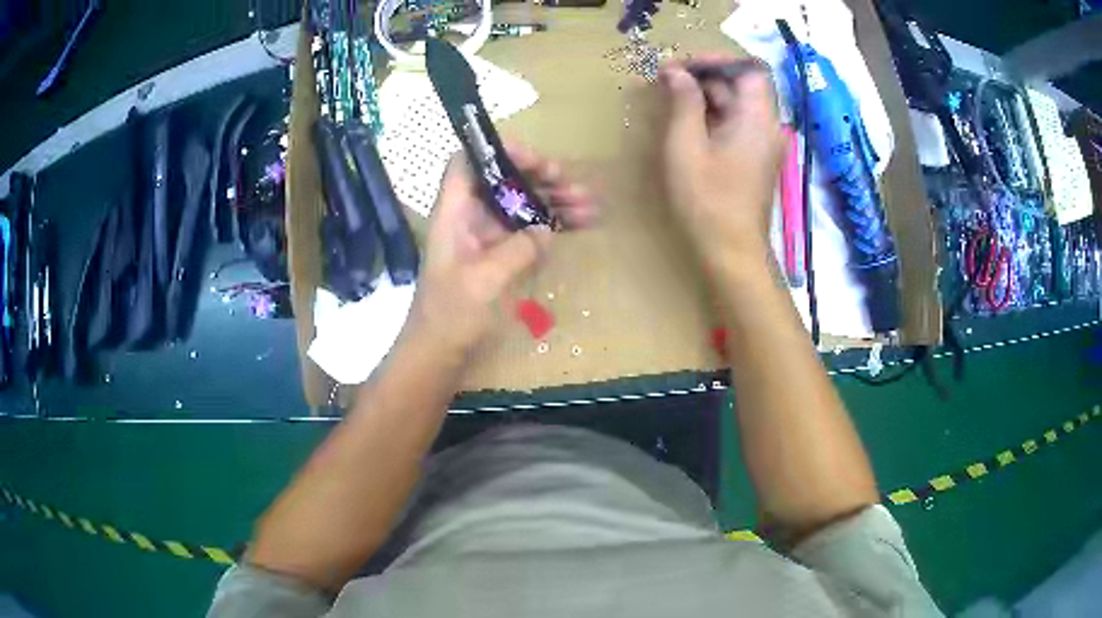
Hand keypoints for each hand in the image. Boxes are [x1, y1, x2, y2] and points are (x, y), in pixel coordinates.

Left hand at [406, 144, 595, 357]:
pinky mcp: (501, 256)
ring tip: (591, 206)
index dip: (496, 151)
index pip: (468, 163)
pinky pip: (530, 230)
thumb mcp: (483, 280)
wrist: (440, 352)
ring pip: (523, 204)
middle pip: (504, 180)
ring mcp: (488, 236)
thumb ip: (517, 249)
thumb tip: (546, 229)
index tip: (532, 159)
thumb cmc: (451, 315)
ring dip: (555, 201)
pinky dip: (554, 224)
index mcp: (455, 213)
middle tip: (570, 185)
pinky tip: (581, 223)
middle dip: (539, 177)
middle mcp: (471, 217)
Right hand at [659, 57, 784, 273]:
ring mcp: (764, 143)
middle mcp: (768, 126)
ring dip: (706, 95)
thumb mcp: (686, 146)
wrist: (732, 252)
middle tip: (666, 80)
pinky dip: (713, 115)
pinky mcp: (756, 158)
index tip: (682, 65)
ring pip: (738, 104)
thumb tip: (675, 72)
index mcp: (757, 119)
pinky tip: (686, 121)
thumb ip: (683, 102)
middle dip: (704, 76)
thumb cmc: (707, 201)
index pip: (748, 69)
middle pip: (742, 85)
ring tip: (670, 98)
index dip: (716, 60)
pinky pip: (737, 123)